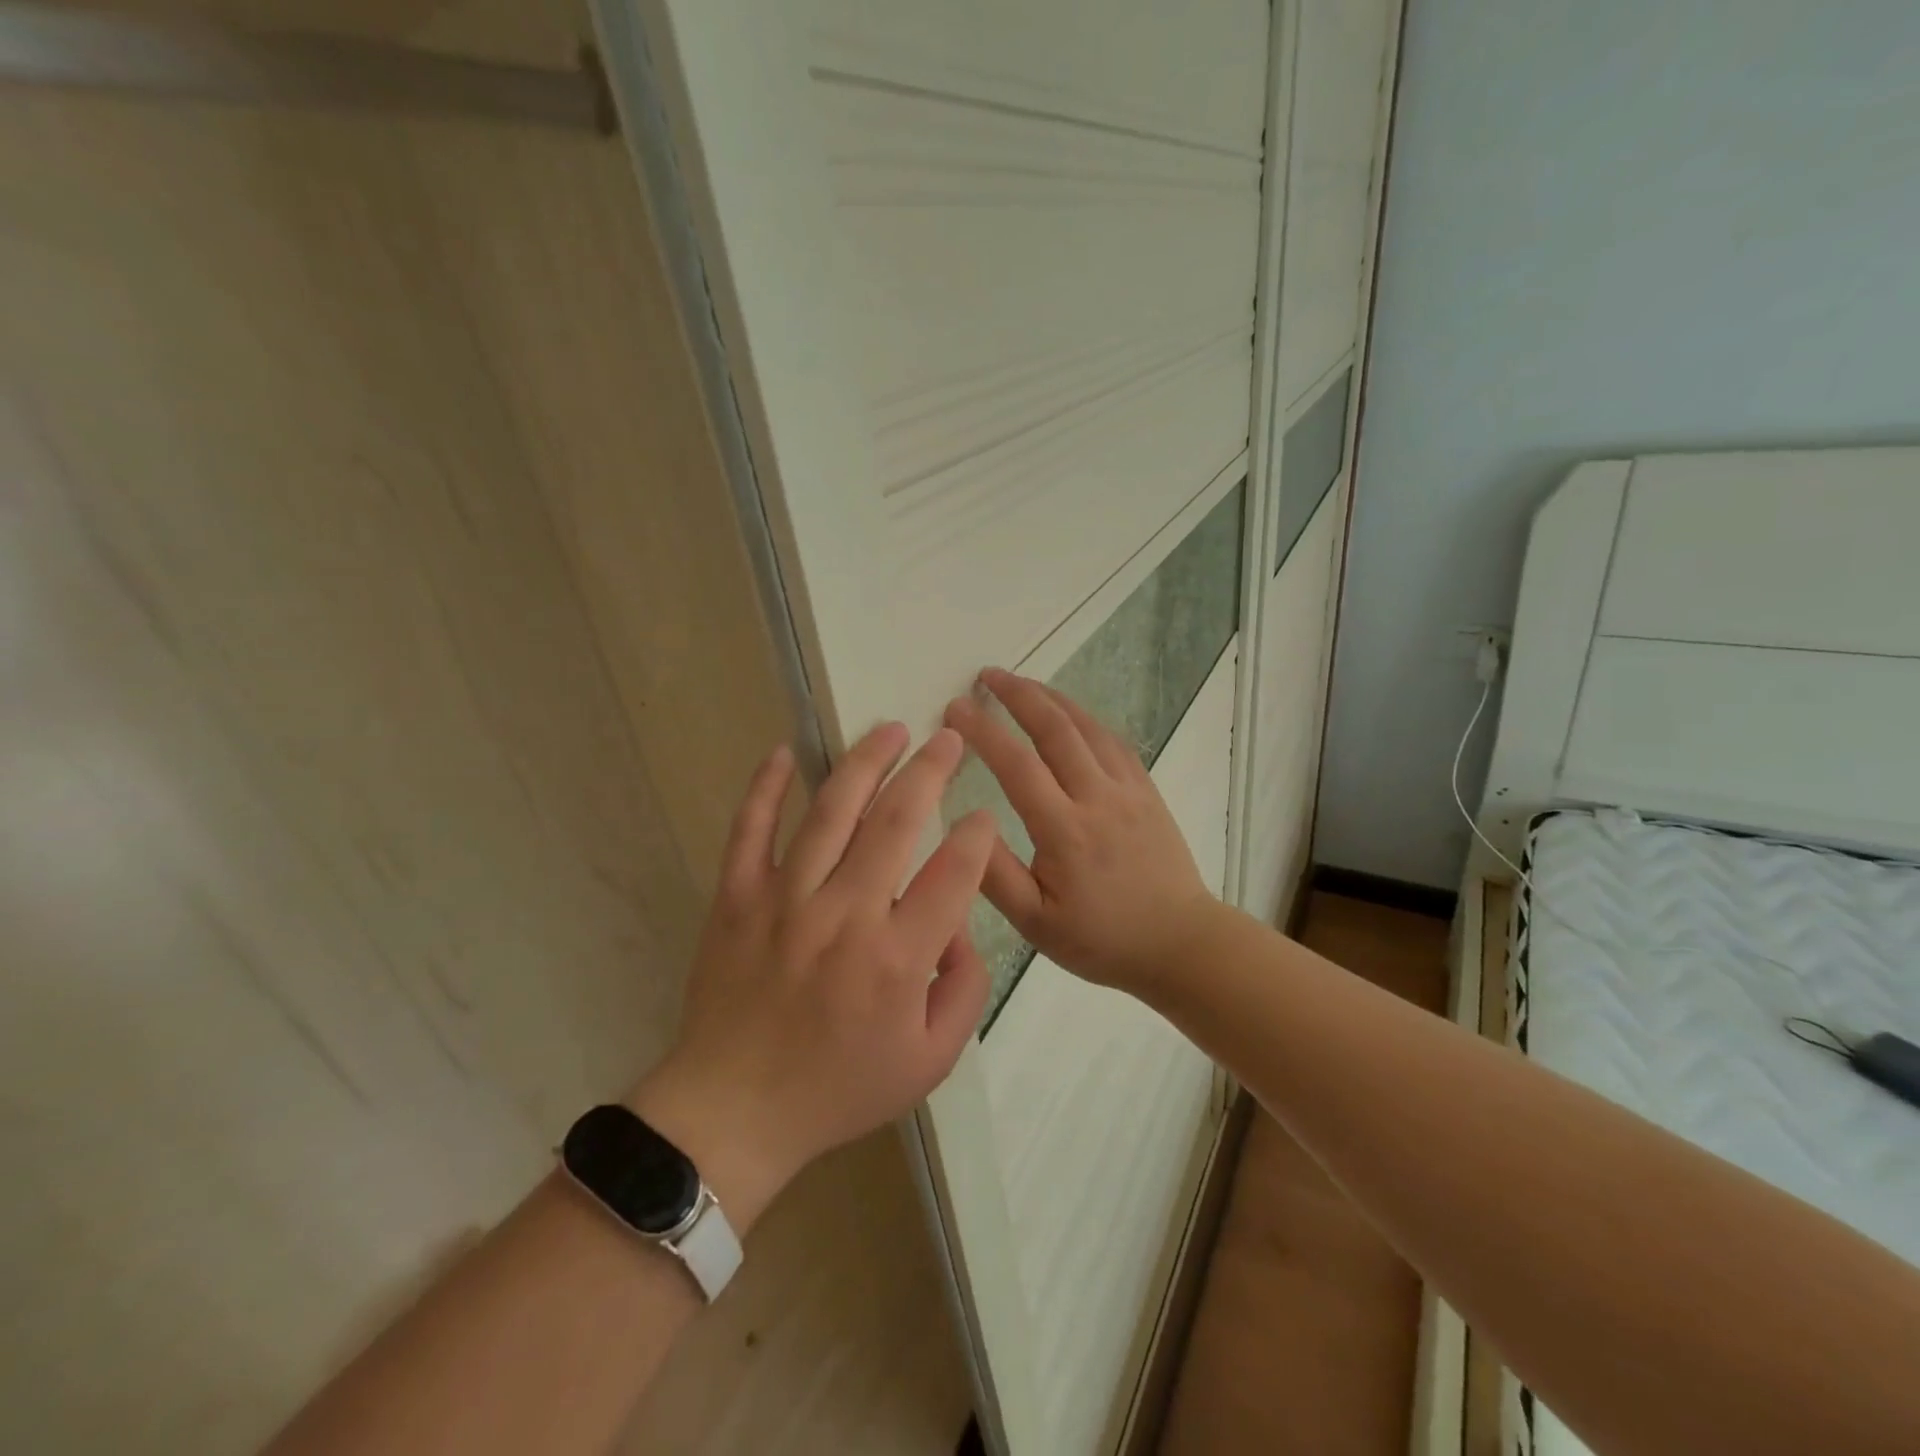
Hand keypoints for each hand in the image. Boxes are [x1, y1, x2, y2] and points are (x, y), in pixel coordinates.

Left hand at [629, 724, 994, 1232]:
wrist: (734, 1111)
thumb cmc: (839, 1089)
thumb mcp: (930, 1061)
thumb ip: (964, 989)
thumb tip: (960, 926)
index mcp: (897, 958)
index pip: (954, 872)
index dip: (977, 836)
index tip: (983, 814)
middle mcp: (844, 915)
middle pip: (896, 821)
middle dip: (930, 770)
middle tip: (948, 738)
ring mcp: (784, 900)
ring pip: (831, 811)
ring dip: (864, 762)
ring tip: (890, 730)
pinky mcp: (737, 898)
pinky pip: (750, 830)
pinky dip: (766, 788)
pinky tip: (783, 752)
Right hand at [943, 668, 1217, 995]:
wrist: (1180, 945)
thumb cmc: (1102, 940)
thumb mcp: (1036, 923)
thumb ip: (994, 875)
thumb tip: (963, 824)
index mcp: (1065, 830)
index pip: (1016, 764)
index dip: (982, 730)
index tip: (954, 708)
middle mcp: (1098, 797)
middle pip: (1055, 728)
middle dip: (1018, 694)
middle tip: (987, 675)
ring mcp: (1128, 790)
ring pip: (1087, 727)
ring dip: (1052, 698)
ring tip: (1023, 683)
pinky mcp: (1147, 792)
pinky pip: (1114, 741)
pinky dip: (1086, 719)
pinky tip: (1072, 716)